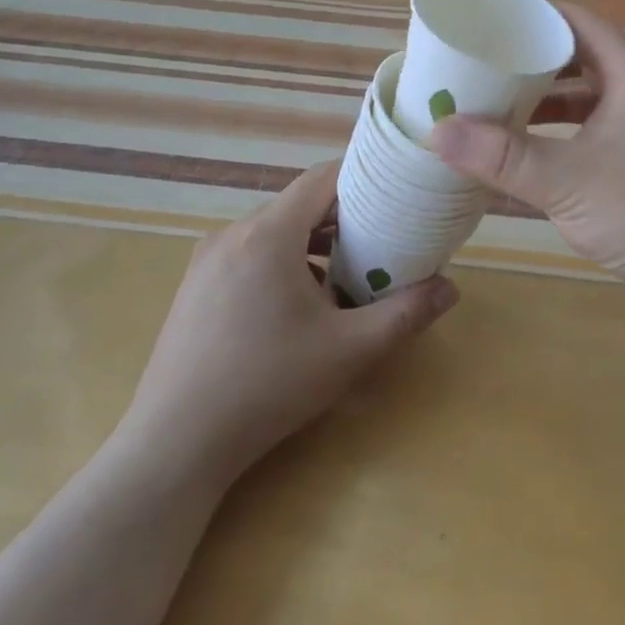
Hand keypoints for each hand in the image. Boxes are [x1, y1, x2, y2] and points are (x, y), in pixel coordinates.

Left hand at [117, 163, 457, 483]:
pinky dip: (282, 262)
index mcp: (269, 233)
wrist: (172, 447)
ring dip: (312, 243)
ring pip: (273, 230)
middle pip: (299, 204)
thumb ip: (404, 314)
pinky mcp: (195, 287)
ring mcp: (208, 260)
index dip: (362, 177)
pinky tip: (299, 307)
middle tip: (382, 239)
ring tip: (346, 275)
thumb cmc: (266, 386)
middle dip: (343, 216)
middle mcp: (234, 233)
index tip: (395, 191)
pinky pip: (250, 254)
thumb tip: (451, 288)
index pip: (322, 177)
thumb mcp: (348, 351)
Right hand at [427, 4, 624, 329]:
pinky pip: (583, 146)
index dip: (536, 15)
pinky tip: (512, 165)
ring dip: (536, 110)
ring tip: (484, 112)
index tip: (487, 19)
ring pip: (578, 109)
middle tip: (474, 68)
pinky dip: (550, 149)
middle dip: (526, 66)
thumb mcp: (567, 179)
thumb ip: (501, 156)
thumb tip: (436, 130)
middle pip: (575, 64)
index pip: (579, 23)